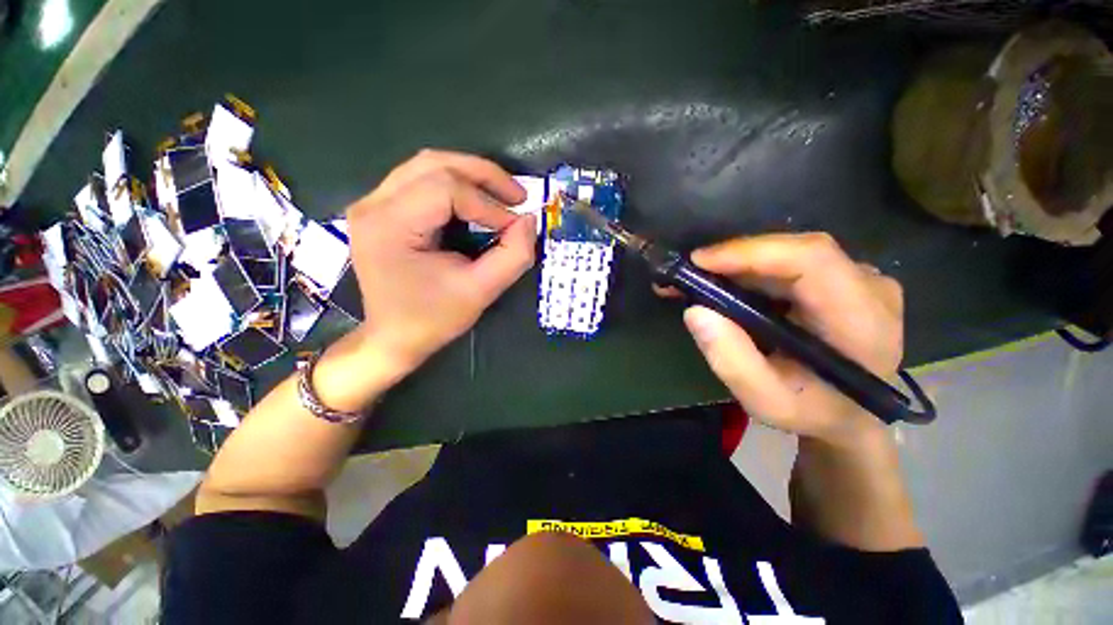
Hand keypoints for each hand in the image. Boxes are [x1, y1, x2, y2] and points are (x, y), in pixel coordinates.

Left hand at [346, 150, 536, 375]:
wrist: (392, 338)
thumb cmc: (432, 319)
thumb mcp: (480, 292)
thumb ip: (512, 256)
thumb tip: (530, 221)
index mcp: (390, 225)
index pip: (446, 190)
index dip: (489, 205)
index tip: (516, 227)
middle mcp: (373, 204)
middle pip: (435, 164)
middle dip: (484, 175)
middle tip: (518, 195)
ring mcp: (372, 203)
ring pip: (427, 165)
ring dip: (471, 175)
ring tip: (502, 195)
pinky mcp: (379, 210)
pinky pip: (421, 179)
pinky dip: (455, 184)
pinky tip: (476, 200)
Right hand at [672, 233, 902, 445]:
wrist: (851, 414)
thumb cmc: (813, 413)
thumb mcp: (766, 402)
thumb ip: (732, 361)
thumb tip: (695, 311)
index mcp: (862, 321)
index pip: (812, 260)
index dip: (752, 252)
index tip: (699, 263)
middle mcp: (869, 287)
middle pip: (795, 250)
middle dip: (733, 258)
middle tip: (687, 275)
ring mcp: (858, 278)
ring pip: (787, 253)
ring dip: (736, 263)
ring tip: (696, 280)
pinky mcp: (841, 278)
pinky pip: (788, 261)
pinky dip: (749, 269)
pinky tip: (722, 283)